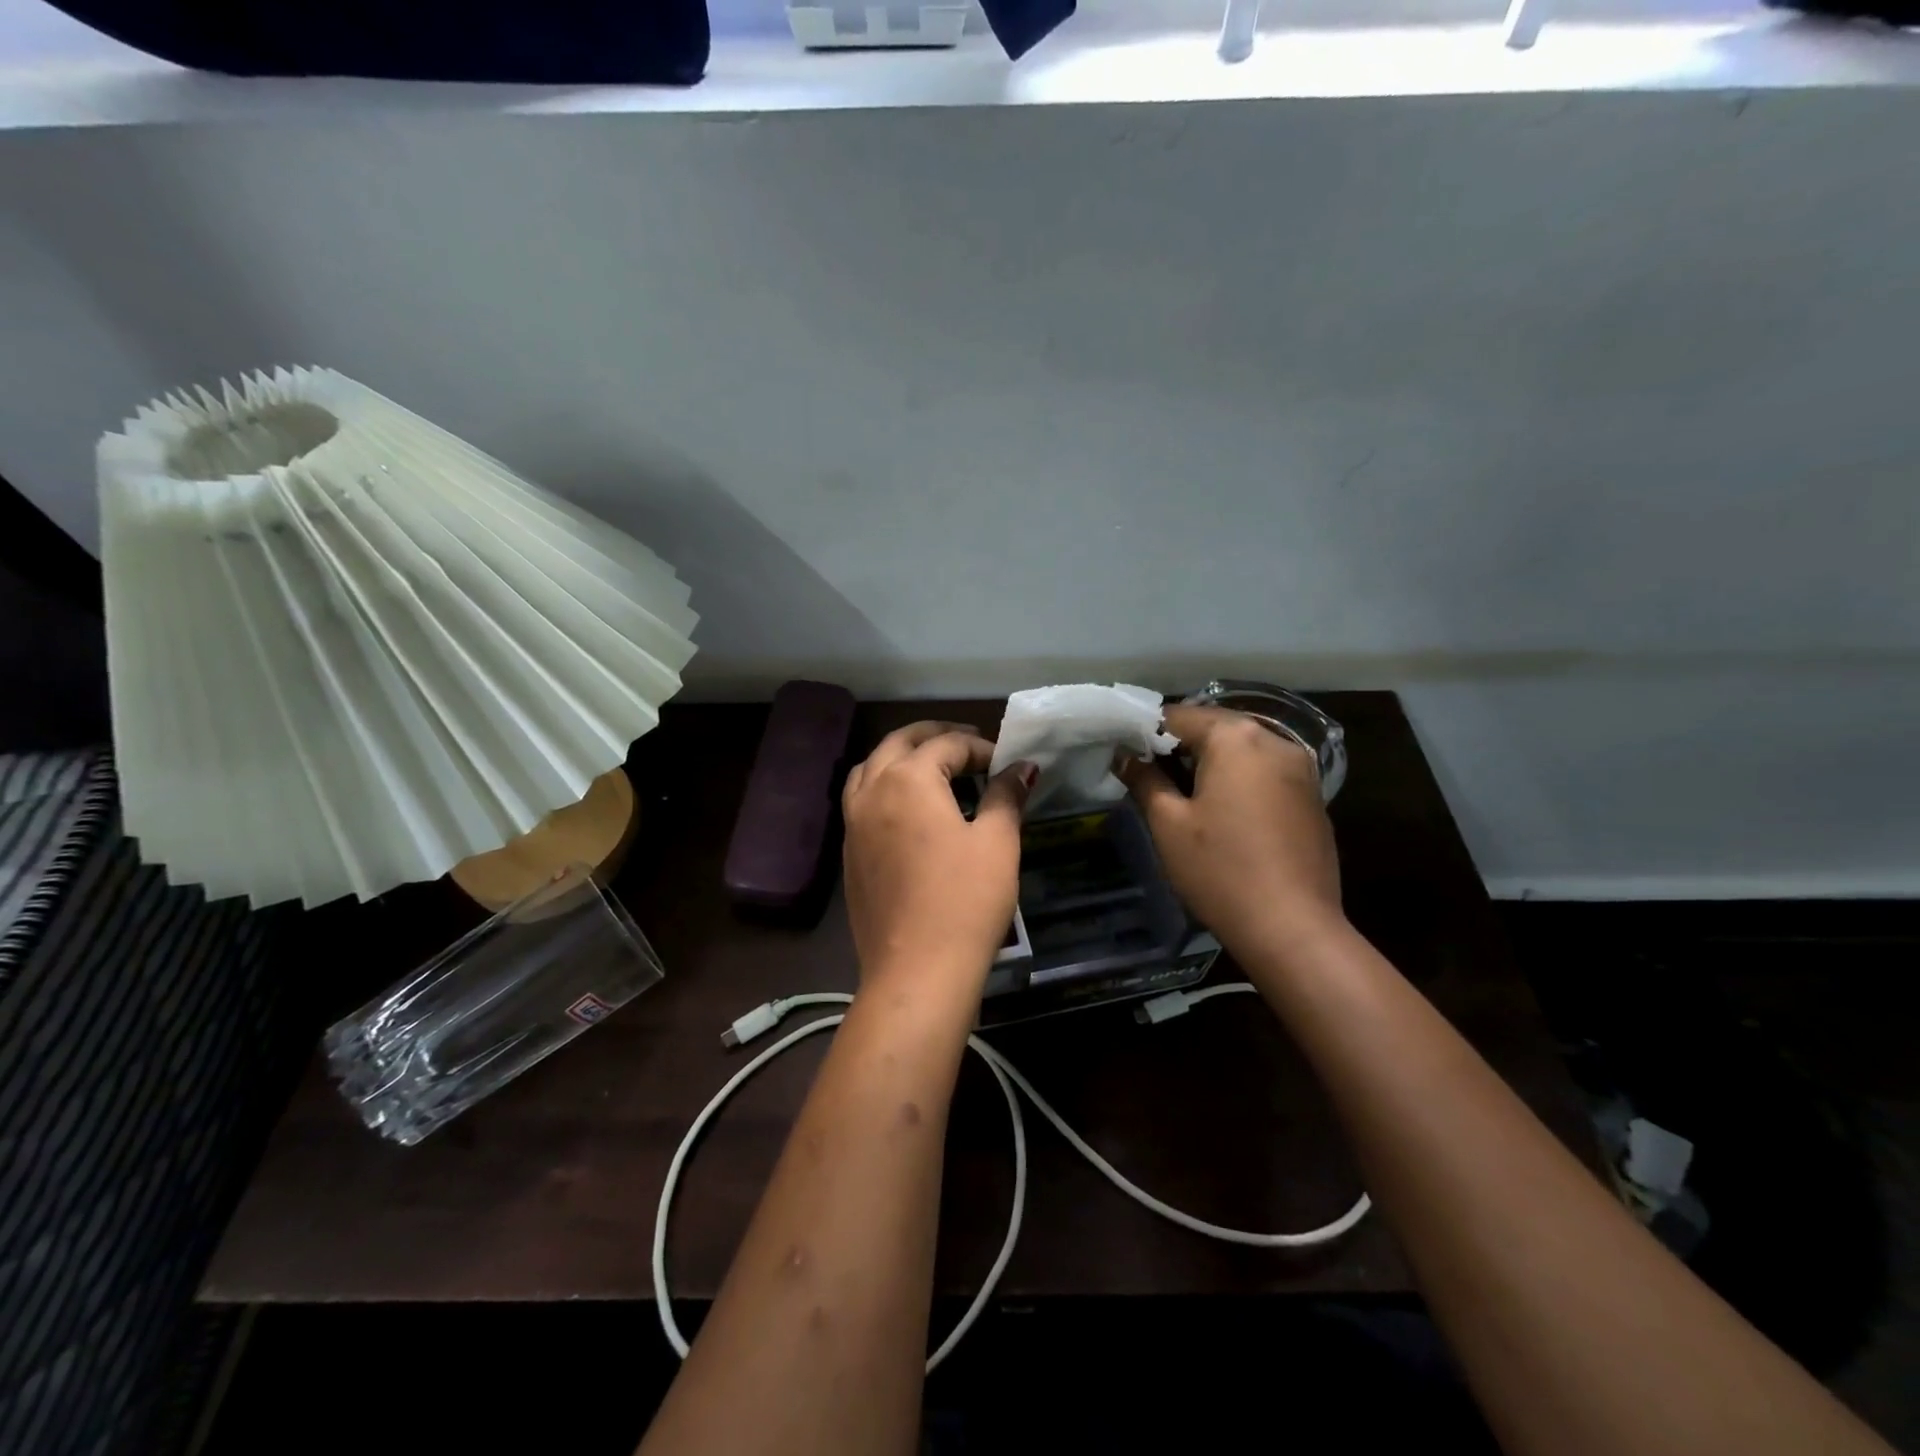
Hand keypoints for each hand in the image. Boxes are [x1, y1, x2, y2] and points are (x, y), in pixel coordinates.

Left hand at [842, 722, 1035, 992]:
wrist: (917, 970)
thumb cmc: (966, 900)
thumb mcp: (997, 842)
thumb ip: (1006, 795)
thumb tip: (1022, 767)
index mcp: (908, 779)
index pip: (947, 745)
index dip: (981, 748)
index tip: (1007, 762)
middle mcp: (872, 791)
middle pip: (899, 743)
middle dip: (934, 736)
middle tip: (967, 743)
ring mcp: (853, 823)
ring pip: (871, 768)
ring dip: (900, 756)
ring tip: (931, 766)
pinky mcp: (848, 853)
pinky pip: (861, 800)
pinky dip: (884, 786)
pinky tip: (907, 808)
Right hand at [1117, 705, 1342, 953]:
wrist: (1293, 928)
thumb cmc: (1220, 870)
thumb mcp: (1168, 823)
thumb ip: (1144, 779)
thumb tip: (1124, 755)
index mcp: (1236, 737)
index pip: (1178, 716)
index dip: (1145, 734)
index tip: (1126, 759)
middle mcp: (1275, 740)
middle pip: (1214, 728)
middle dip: (1179, 747)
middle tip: (1149, 778)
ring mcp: (1301, 769)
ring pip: (1242, 750)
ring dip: (1210, 763)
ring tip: (1183, 797)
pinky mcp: (1313, 798)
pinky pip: (1265, 773)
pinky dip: (1239, 780)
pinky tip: (1223, 814)